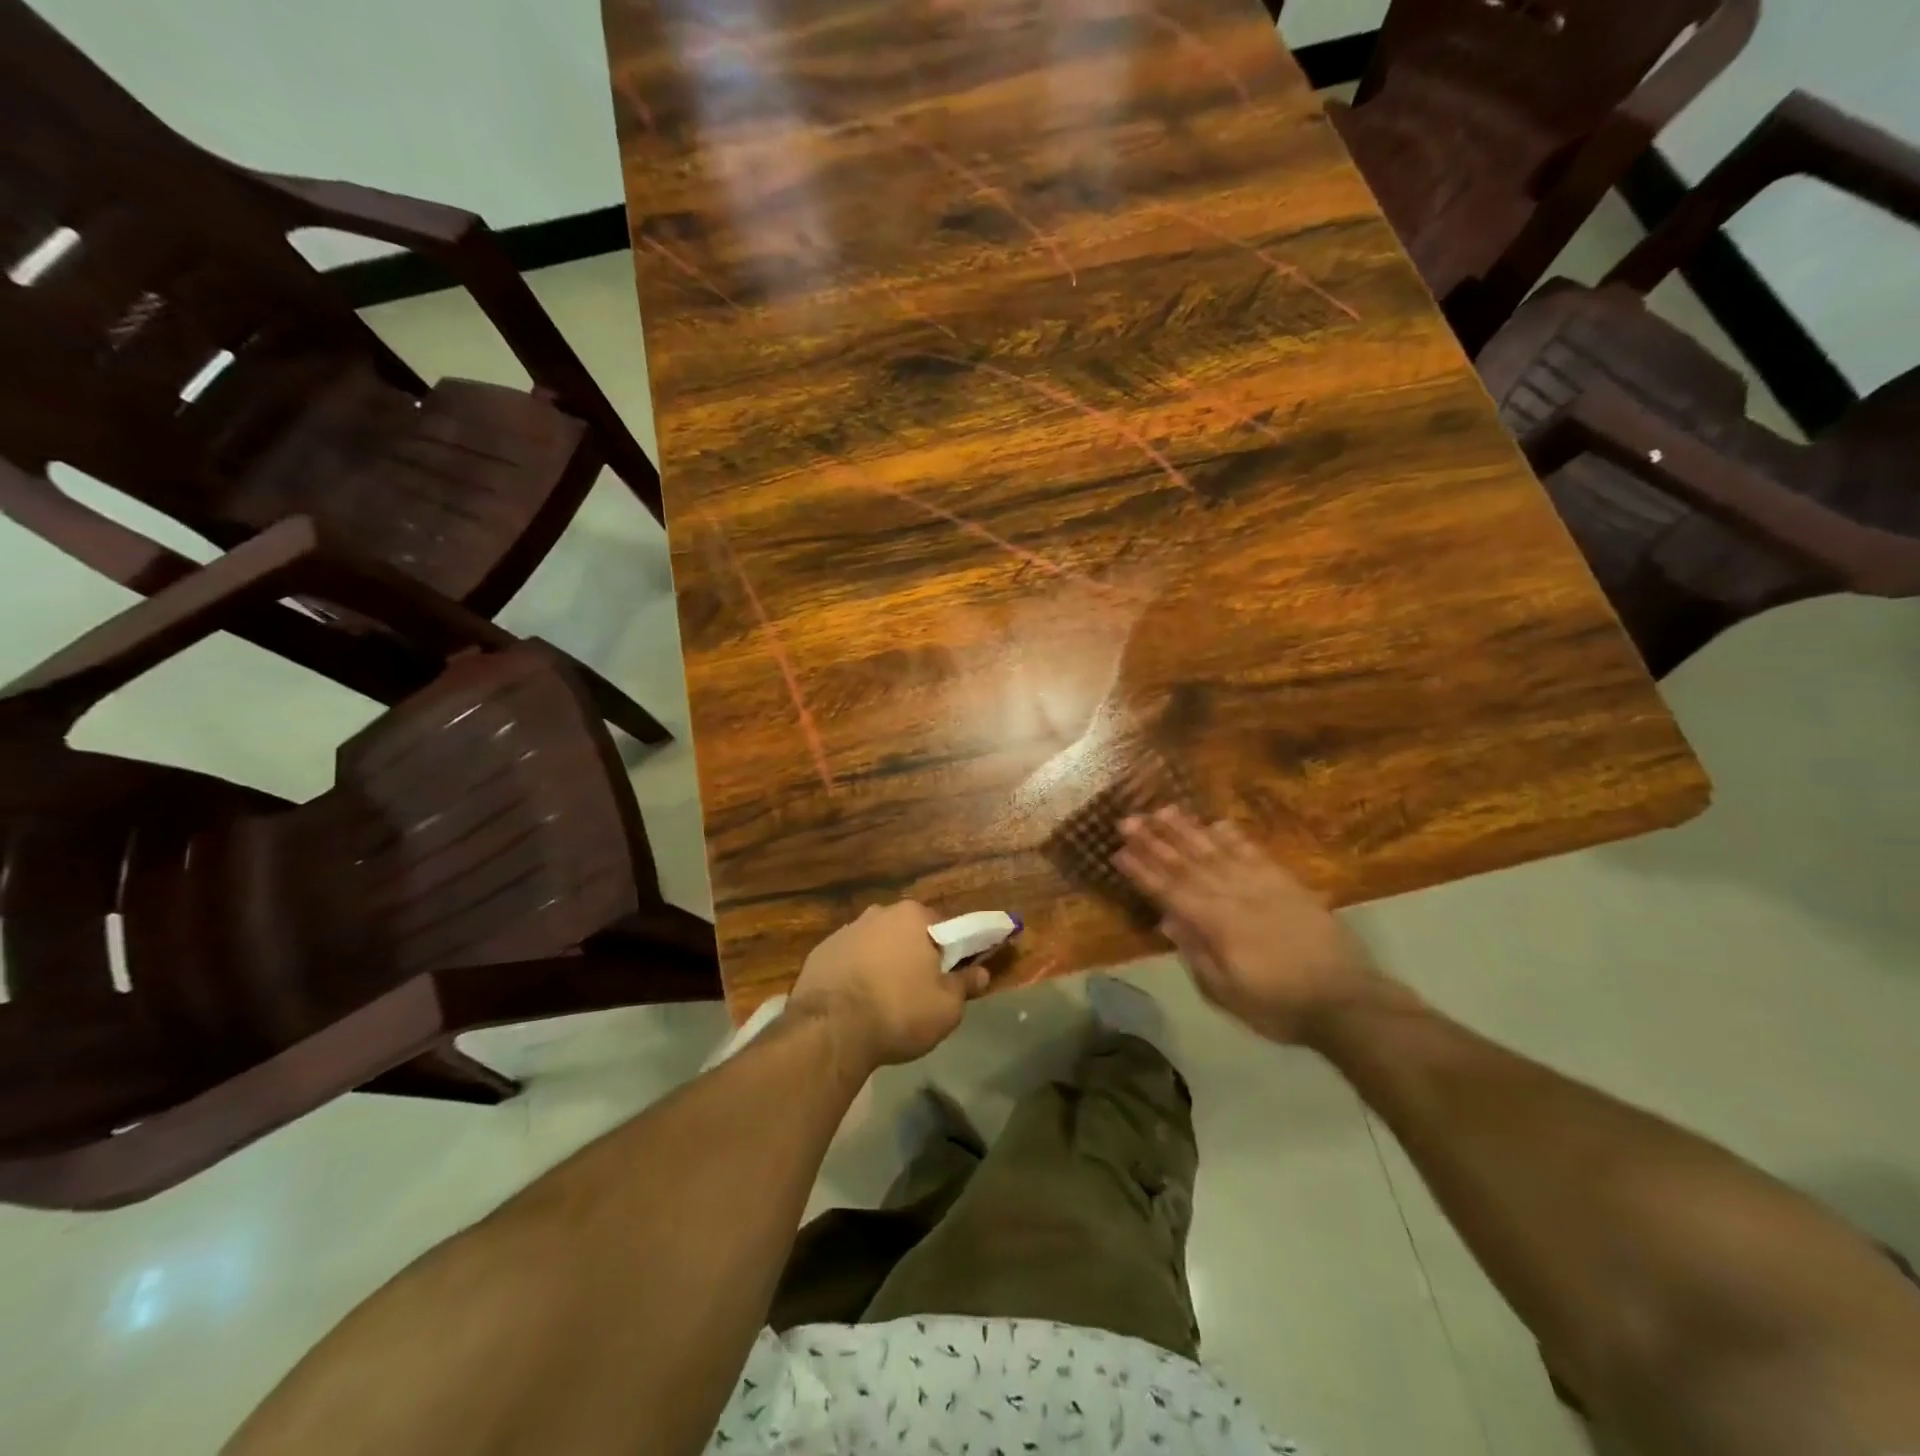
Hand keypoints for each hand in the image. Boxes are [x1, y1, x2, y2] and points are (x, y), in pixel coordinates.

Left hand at [787, 901, 989, 1073]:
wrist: (830, 1031)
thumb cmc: (898, 1012)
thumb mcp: (946, 1007)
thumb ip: (965, 985)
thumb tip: (981, 973)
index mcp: (913, 916)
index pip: (944, 926)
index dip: (951, 951)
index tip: (950, 975)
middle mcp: (878, 913)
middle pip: (907, 932)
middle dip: (914, 954)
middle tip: (919, 989)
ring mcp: (845, 931)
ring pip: (876, 944)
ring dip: (883, 963)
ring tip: (884, 1000)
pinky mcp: (820, 952)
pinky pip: (849, 960)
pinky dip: (855, 974)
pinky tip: (856, 1003)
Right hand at [1112, 808, 1386, 1042]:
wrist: (1347, 1001)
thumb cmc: (1278, 1005)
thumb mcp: (1227, 992)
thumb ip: (1196, 953)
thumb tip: (1168, 920)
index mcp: (1215, 924)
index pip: (1169, 891)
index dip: (1142, 871)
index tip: (1118, 851)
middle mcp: (1234, 896)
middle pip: (1187, 863)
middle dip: (1154, 841)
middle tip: (1128, 819)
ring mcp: (1262, 886)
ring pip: (1216, 851)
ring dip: (1187, 830)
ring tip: (1163, 809)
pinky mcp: (1287, 884)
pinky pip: (1254, 854)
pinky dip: (1233, 837)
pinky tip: (1216, 824)